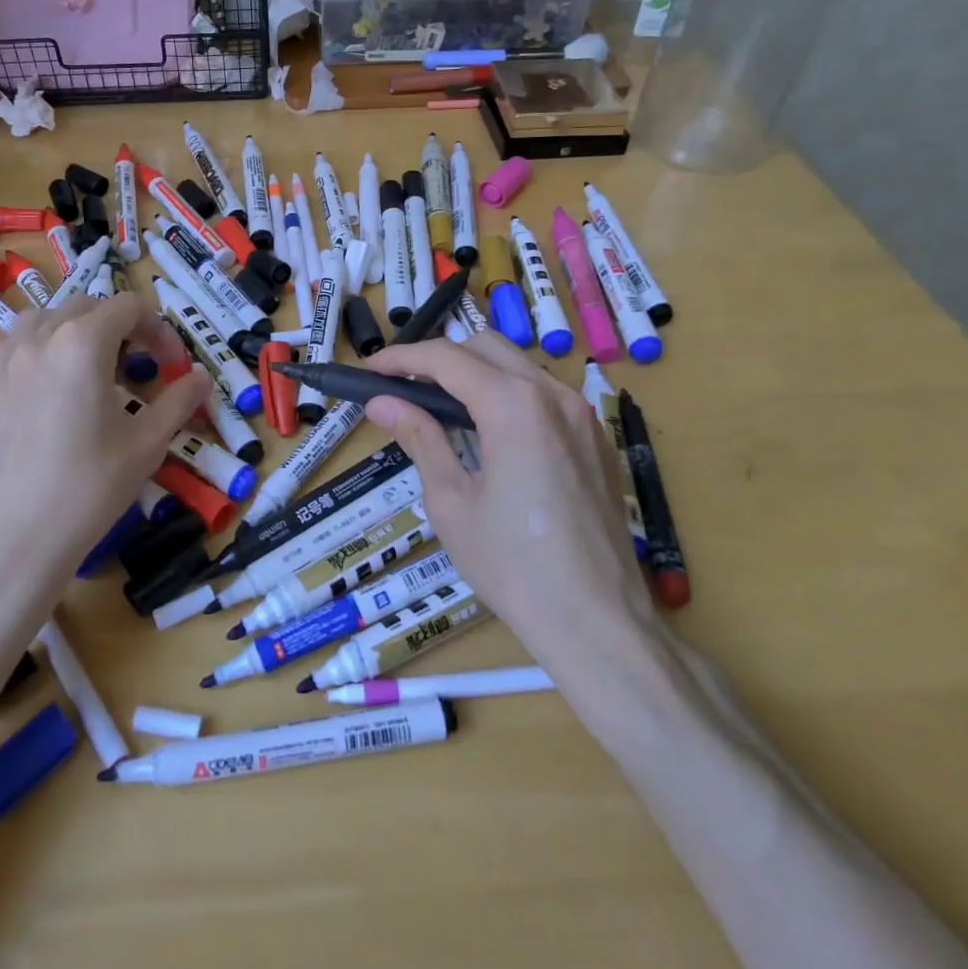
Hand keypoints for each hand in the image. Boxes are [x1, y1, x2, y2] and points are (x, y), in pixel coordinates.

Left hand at [0, 294, 209, 631]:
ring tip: (97, 367)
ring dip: (80, 329)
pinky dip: (44, 345)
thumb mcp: (147, 444)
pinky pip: (18, 343)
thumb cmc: (89, 488)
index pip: (129, 308)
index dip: (160, 331)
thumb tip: (201, 378)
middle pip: (89, 306)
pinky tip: (55, 383)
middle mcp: (40, 338)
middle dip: (123, 327)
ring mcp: (6, 359)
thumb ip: (179, 401)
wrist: (15, 539)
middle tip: (142, 367)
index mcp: (82, 343)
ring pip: (48, 317)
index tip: (174, 367)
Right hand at [361, 336, 655, 648]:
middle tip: (404, 388)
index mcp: (514, 405)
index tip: (371, 371)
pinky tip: (491, 434)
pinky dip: (509, 395)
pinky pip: (545, 395)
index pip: (447, 358)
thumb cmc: (512, 565)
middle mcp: (554, 394)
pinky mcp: (597, 438)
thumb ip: (420, 439)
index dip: (402, 358)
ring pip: (520, 367)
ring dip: (477, 374)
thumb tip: (381, 403)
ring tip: (443, 409)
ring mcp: (583, 414)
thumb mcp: (452, 502)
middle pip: (486, 348)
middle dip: (440, 358)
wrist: (597, 620)